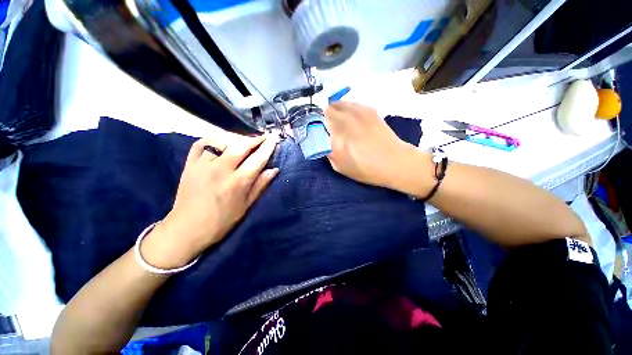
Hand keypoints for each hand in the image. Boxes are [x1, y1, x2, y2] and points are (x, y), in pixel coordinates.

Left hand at [141, 135, 279, 268]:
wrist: (188, 228)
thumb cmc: (222, 220)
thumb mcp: (246, 206)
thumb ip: (260, 185)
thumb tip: (274, 170)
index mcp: (238, 182)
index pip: (258, 159)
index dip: (268, 147)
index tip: (274, 138)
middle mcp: (222, 170)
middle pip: (241, 146)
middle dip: (255, 139)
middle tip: (262, 137)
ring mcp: (203, 165)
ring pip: (222, 141)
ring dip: (236, 137)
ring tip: (244, 140)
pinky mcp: (190, 164)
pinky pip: (201, 143)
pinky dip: (212, 138)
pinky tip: (221, 140)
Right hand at [325, 101, 430, 191]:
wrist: (395, 162)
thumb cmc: (365, 168)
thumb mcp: (340, 166)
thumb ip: (327, 151)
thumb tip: (323, 140)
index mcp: (337, 132)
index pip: (317, 119)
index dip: (313, 123)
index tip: (315, 130)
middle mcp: (346, 117)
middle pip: (327, 107)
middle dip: (323, 116)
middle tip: (327, 128)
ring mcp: (359, 111)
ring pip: (339, 103)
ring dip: (335, 111)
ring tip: (338, 122)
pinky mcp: (369, 110)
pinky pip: (352, 104)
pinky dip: (347, 109)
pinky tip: (351, 120)